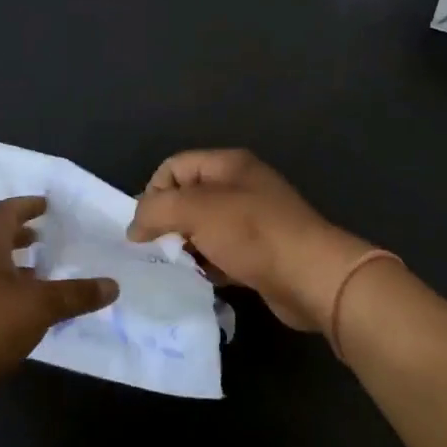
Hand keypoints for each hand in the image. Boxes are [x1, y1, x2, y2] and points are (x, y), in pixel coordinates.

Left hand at [0, 196, 117, 385]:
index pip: (5, 212)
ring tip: (35, 274)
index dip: (27, 206)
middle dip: (18, 234)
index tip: (46, 206)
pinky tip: (16, 308)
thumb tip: (112, 286)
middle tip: (42, 237)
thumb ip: (76, 294)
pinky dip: (0, 286)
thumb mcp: (41, 307)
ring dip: (9, 262)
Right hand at [127, 149, 370, 330]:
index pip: (173, 167)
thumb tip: (134, 228)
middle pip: (187, 198)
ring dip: (185, 248)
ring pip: (202, 229)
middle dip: (167, 223)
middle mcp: (240, 187)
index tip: (145, 227)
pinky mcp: (258, 254)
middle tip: (158, 250)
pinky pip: (220, 254)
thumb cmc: (252, 233)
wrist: (312, 277)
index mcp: (228, 165)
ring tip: (177, 268)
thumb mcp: (196, 210)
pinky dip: (207, 266)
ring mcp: (251, 221)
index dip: (153, 192)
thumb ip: (156, 210)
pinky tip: (201, 281)